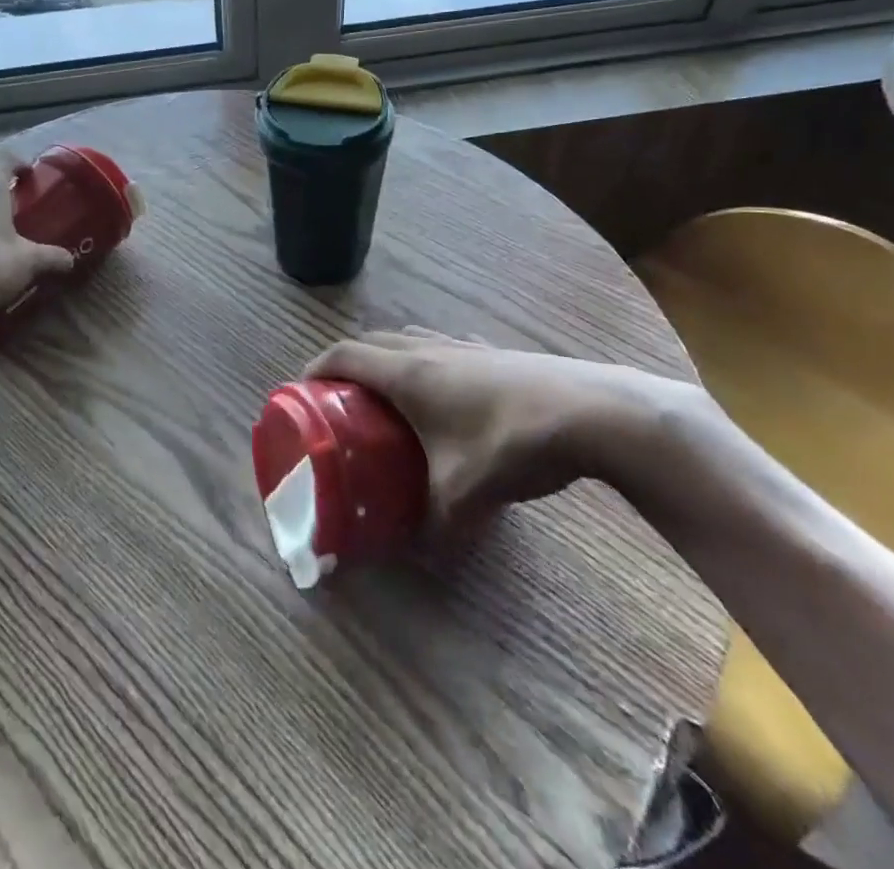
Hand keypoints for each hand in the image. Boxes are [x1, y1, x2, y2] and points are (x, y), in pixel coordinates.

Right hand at [304, 328, 691, 526]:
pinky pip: (443, 348)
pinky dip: (427, 363)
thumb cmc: (510, 444)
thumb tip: (411, 552)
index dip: (317, 368)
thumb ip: (431, 527)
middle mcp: (429, 349)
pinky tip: (447, 395)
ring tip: (389, 397)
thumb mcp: (462, 497)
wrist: (591, 413)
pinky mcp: (495, 353)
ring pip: (410, 340)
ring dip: (389, 359)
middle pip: (373, 342)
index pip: (345, 355)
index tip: (302, 389)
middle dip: (349, 365)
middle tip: (341, 400)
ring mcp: (464, 346)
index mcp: (406, 372)